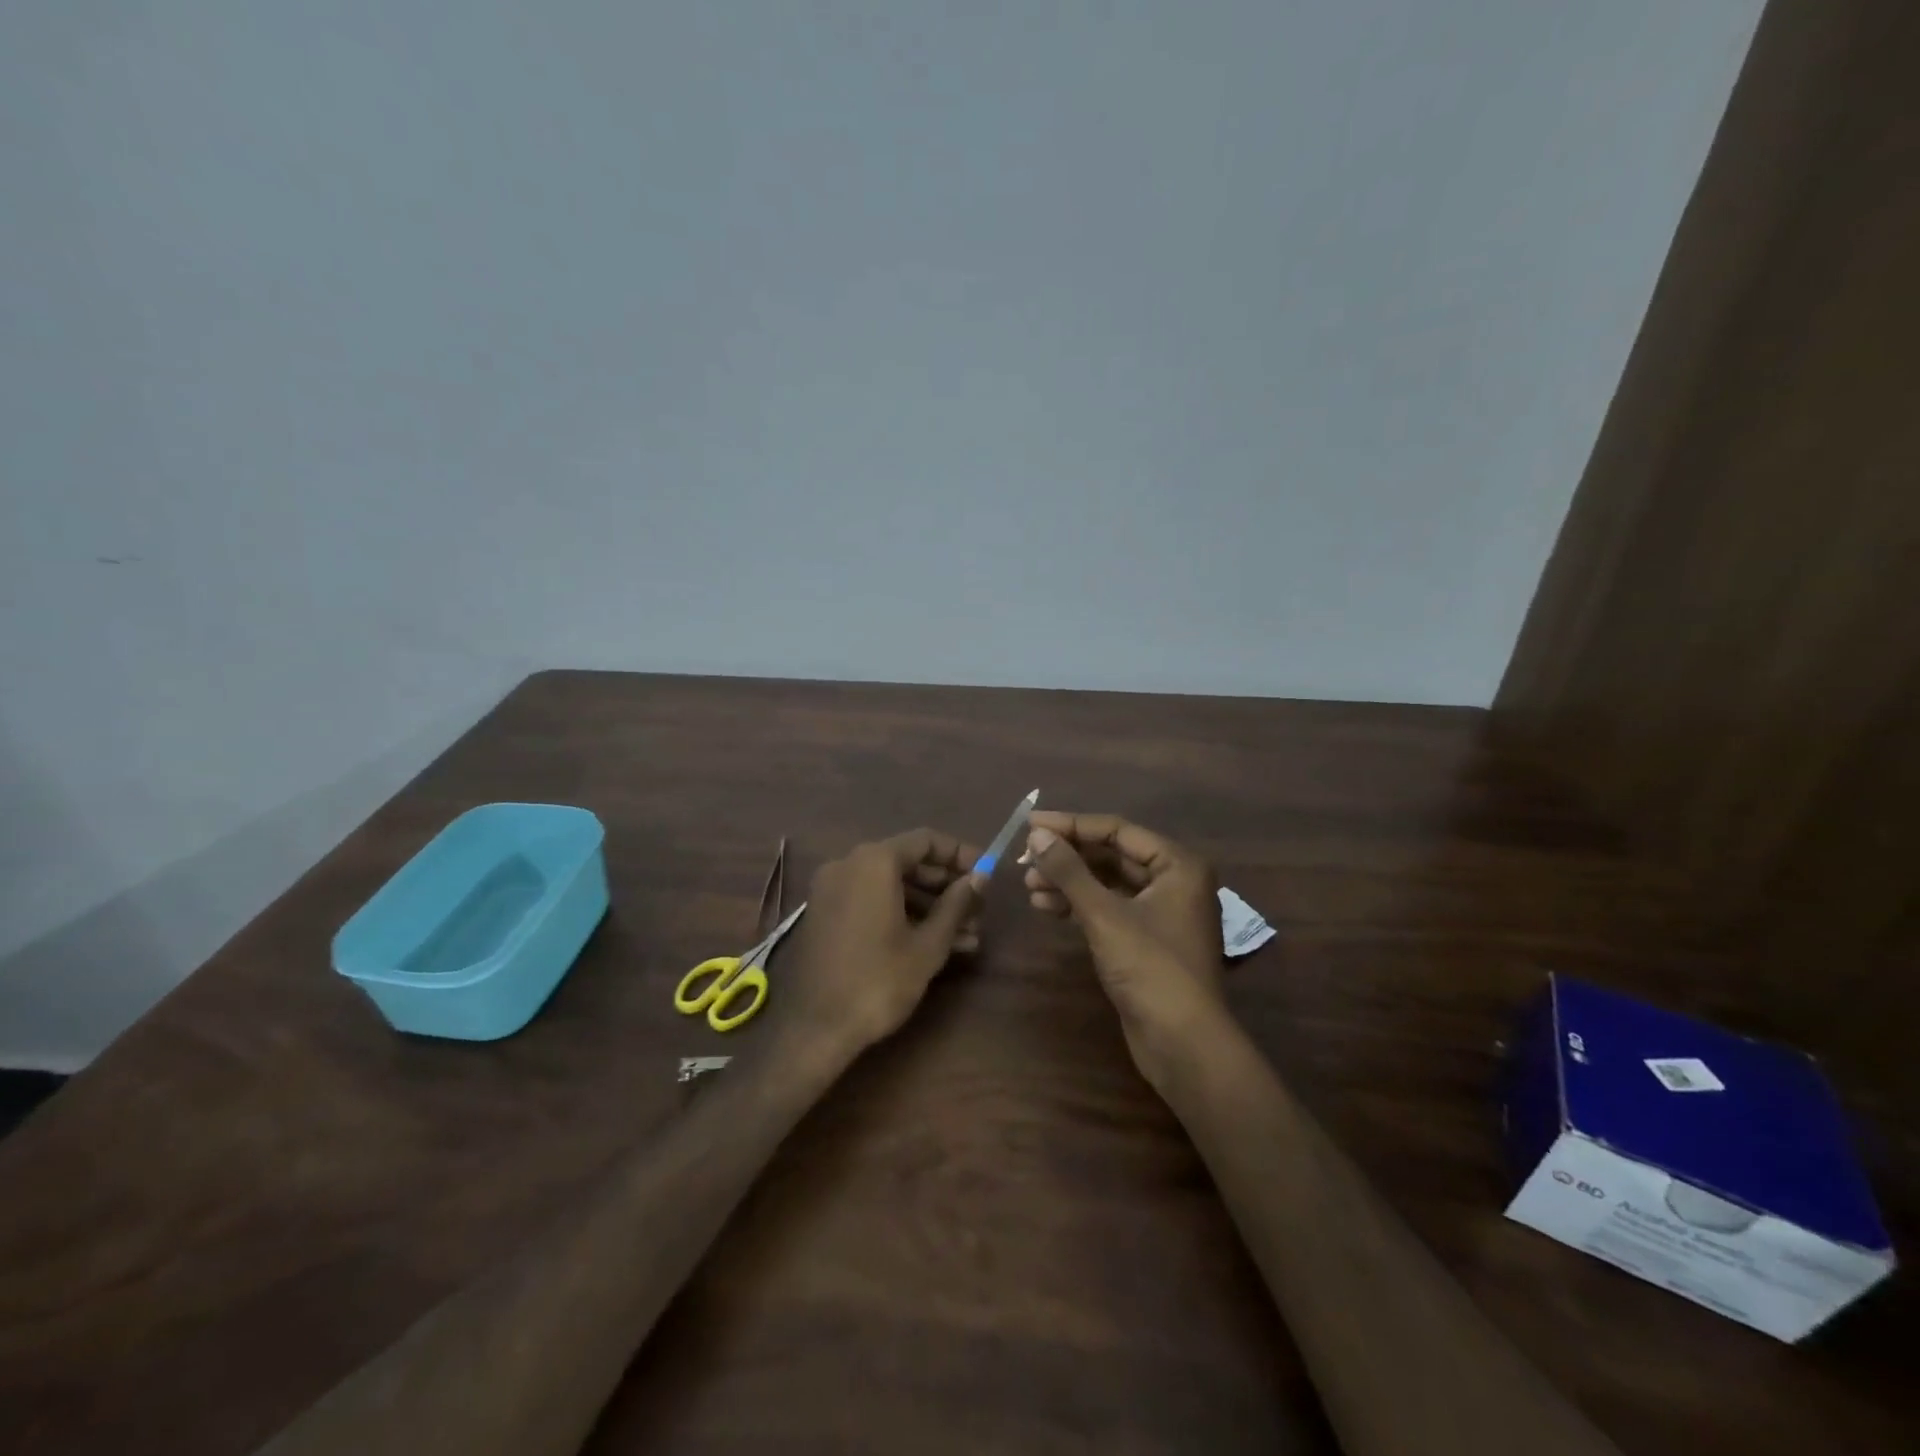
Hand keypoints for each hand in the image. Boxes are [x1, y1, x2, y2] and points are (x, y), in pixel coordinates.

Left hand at [779, 828, 982, 1061]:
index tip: (986, 873)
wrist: (815, 1028)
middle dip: (946, 886)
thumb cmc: (878, 980)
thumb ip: (956, 904)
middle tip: (978, 910)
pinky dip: (901, 914)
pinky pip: (871, 901)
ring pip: (890, 886)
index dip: (960, 854)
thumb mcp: (928, 944)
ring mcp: (832, 890)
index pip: (925, 841)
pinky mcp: (825, 915)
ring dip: (928, 906)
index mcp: (873, 861)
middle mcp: (848, 864)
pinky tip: (933, 943)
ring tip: (967, 936)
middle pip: (907, 862)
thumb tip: (980, 878)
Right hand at [1022, 812, 1226, 1083]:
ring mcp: (1161, 912)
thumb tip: (1037, 835)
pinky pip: (1108, 908)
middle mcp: (1174, 881)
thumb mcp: (1104, 915)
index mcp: (1177, 865)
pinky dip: (1079, 905)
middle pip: (1111, 856)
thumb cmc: (1150, 968)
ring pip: (1107, 884)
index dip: (1071, 825)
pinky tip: (1046, 906)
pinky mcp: (1146, 940)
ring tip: (1028, 885)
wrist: (1183, 1044)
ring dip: (1068, 882)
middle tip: (1025, 859)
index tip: (1029, 824)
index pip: (1116, 831)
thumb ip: (1069, 871)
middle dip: (1068, 857)